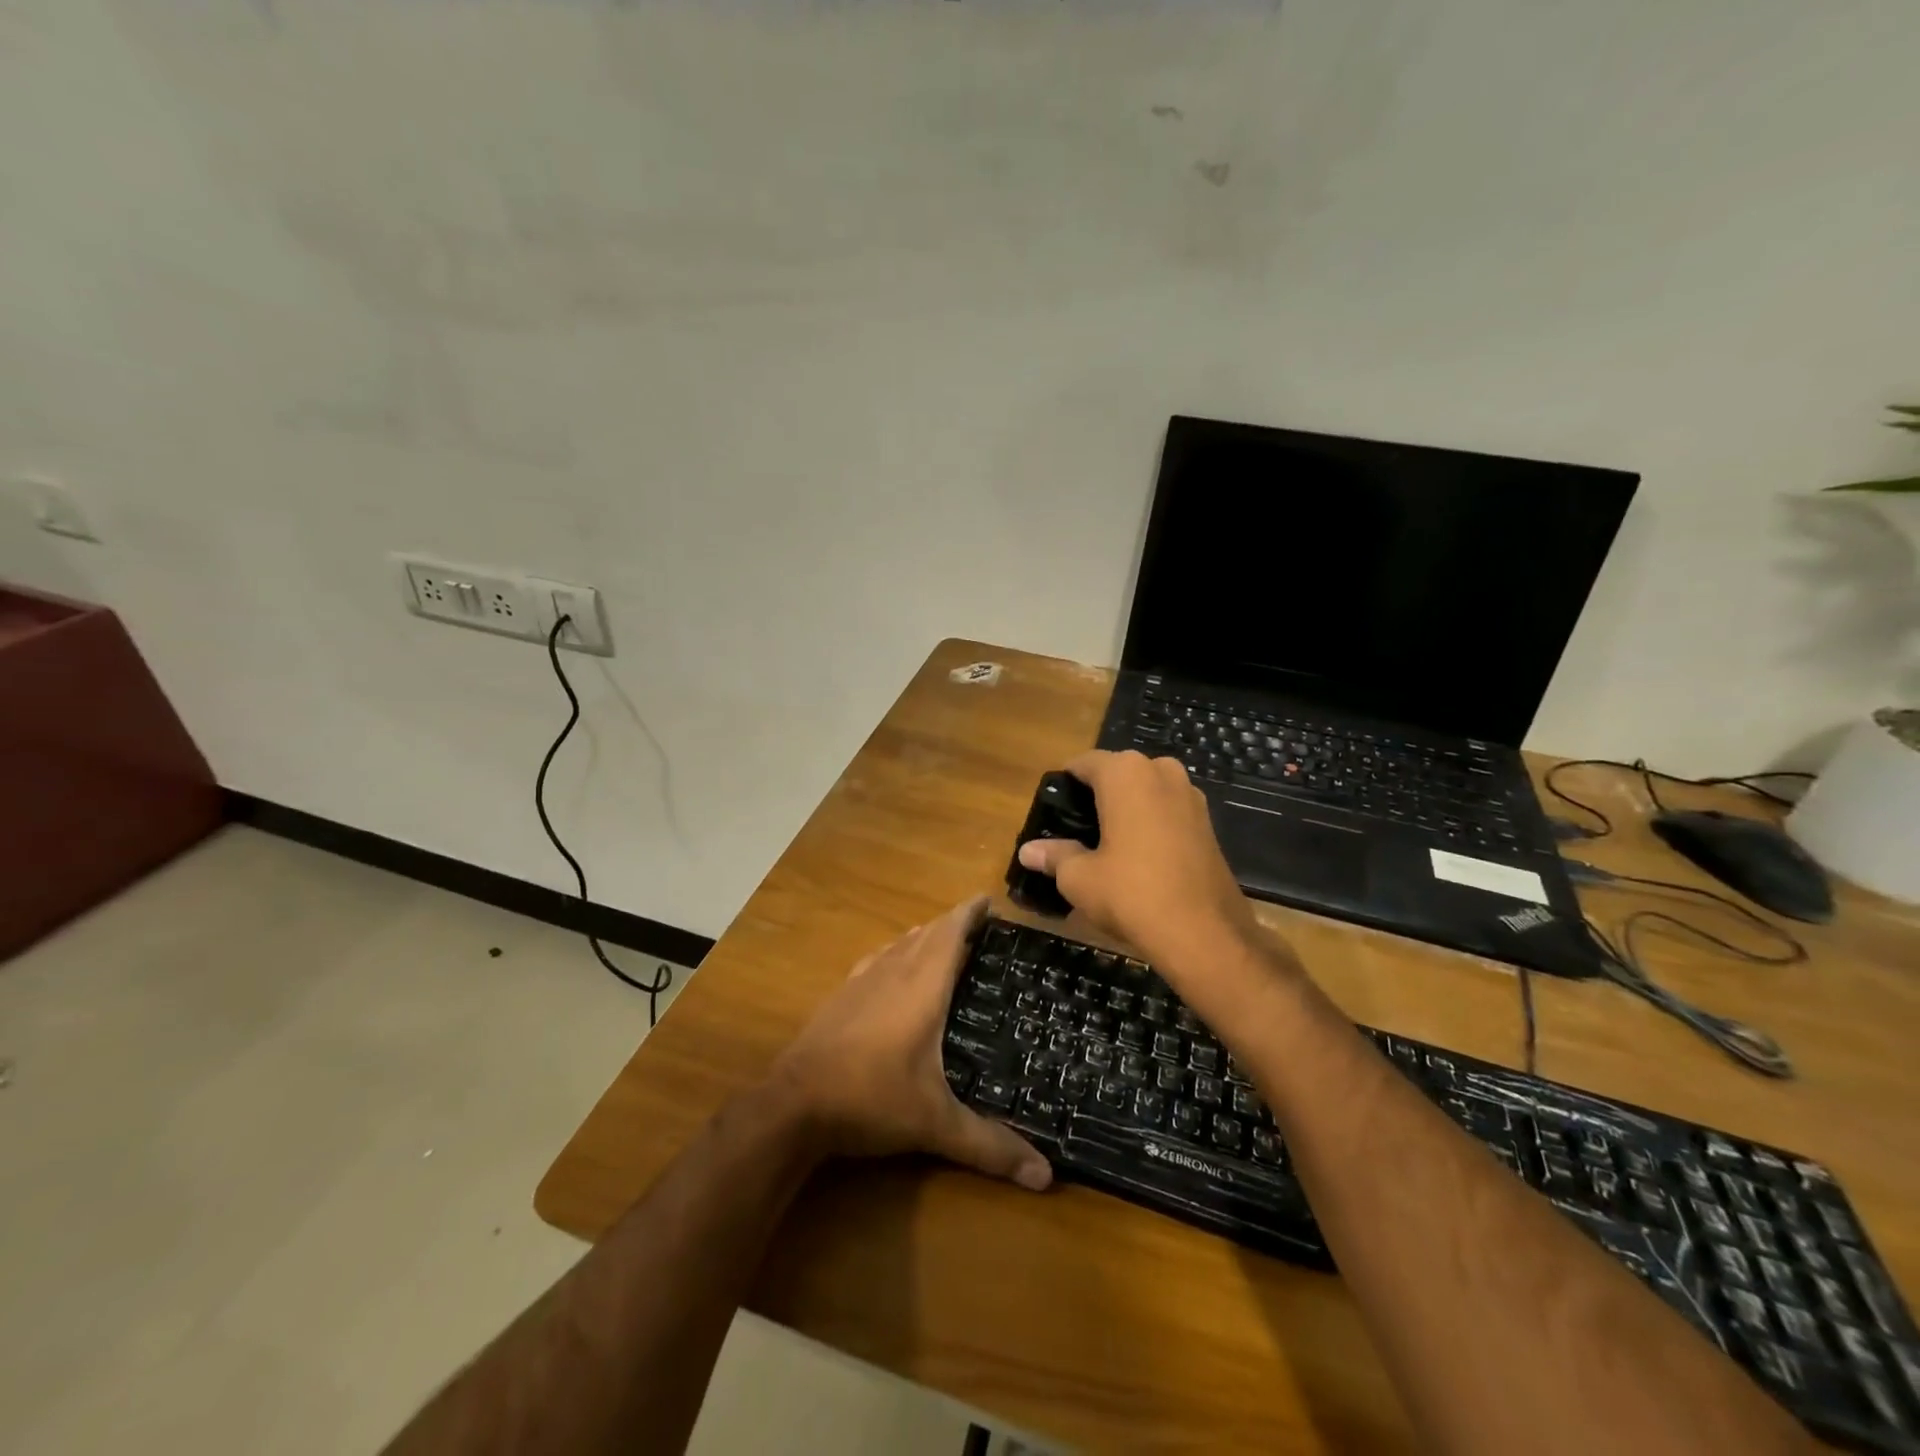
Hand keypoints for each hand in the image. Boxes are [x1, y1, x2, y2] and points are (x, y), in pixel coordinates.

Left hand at [766, 897, 1052, 1191]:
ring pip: (900, 943)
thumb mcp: (935, 1123)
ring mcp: (862, 981)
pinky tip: (894, 966)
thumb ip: (990, 1146)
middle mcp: (893, 972)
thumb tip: (1046, 1176)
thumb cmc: (871, 1098)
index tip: (989, 899)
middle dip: (953, 923)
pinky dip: (896, 952)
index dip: (969, 913)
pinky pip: (878, 959)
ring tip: (945, 940)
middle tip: (980, 926)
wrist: (793, 1103)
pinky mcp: (841, 996)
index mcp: (922, 987)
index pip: (950, 933)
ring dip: (924, 936)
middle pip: (927, 933)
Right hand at [1016, 749, 1265, 973]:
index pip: (1083, 763)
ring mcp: (1191, 796)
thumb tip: (1028, 851)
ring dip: (1127, 811)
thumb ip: (1054, 856)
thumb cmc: (1131, 893)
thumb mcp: (1079, 878)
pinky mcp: (1209, 824)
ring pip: (1147, 793)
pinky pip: (1168, 812)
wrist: (1205, 934)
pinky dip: (1152, 826)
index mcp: (1126, 773)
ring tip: (1107, 847)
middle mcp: (1162, 772)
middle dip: (1098, 797)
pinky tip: (1140, 859)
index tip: (1053, 814)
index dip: (1064, 786)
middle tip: (1078, 833)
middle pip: (1118, 775)